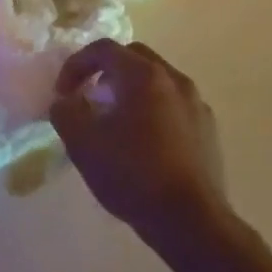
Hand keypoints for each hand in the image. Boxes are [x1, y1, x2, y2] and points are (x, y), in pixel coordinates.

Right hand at [50, 39, 228, 247]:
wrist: (191, 222)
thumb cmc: (133, 174)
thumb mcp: (83, 143)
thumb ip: (65, 112)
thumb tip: (66, 102)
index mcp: (144, 75)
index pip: (103, 49)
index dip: (75, 65)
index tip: (62, 94)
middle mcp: (175, 79)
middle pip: (133, 58)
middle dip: (105, 71)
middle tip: (88, 98)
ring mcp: (196, 104)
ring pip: (156, 81)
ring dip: (130, 91)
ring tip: (114, 122)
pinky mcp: (208, 130)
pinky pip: (173, 105)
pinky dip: (152, 110)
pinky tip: (142, 143)